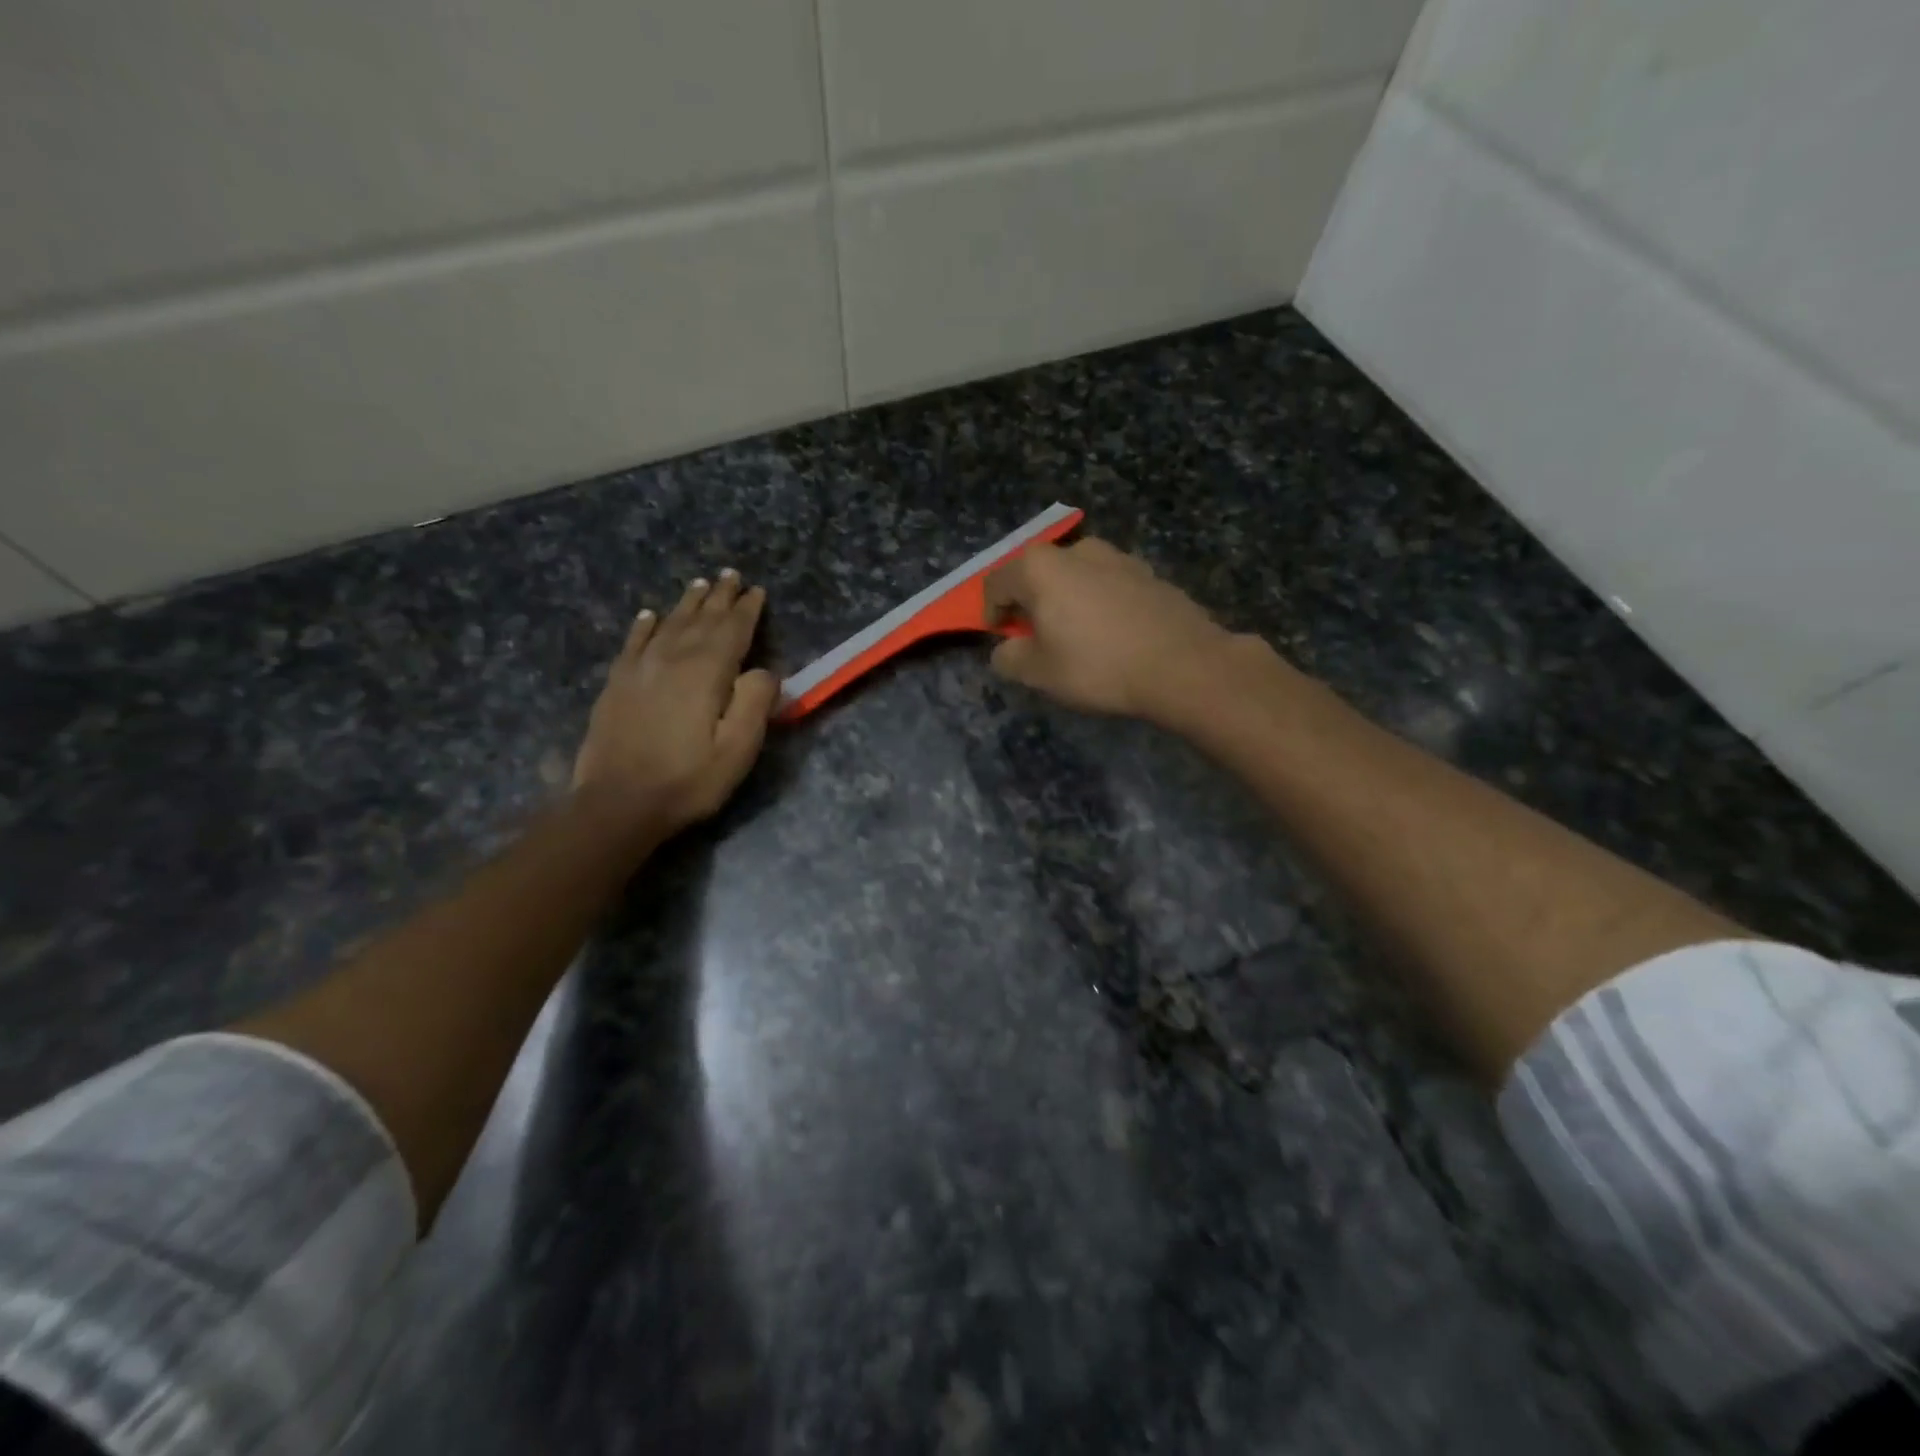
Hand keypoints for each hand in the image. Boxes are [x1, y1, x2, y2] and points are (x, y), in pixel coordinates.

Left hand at [573, 569, 777, 834]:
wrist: (618, 803)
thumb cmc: (688, 780)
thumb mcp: (738, 749)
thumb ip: (755, 702)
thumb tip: (764, 670)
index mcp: (707, 672)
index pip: (732, 630)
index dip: (746, 609)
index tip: (757, 590)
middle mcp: (672, 659)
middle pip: (701, 619)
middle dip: (719, 596)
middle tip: (730, 574)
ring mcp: (640, 669)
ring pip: (669, 624)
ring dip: (687, 603)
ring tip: (699, 584)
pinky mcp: (617, 684)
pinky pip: (634, 642)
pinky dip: (645, 625)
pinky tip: (649, 615)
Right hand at [983, 538, 1239, 722]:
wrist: (1182, 665)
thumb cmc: (1097, 666)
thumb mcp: (1038, 673)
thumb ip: (1009, 658)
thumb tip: (1006, 649)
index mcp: (1040, 567)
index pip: (996, 583)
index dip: (992, 613)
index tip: (1003, 639)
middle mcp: (1077, 550)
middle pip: (1038, 574)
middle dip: (1031, 603)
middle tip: (1039, 639)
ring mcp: (1118, 557)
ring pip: (1076, 577)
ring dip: (1068, 601)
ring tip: (1079, 638)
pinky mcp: (1149, 573)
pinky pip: (1109, 586)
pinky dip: (1101, 604)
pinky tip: (1114, 637)